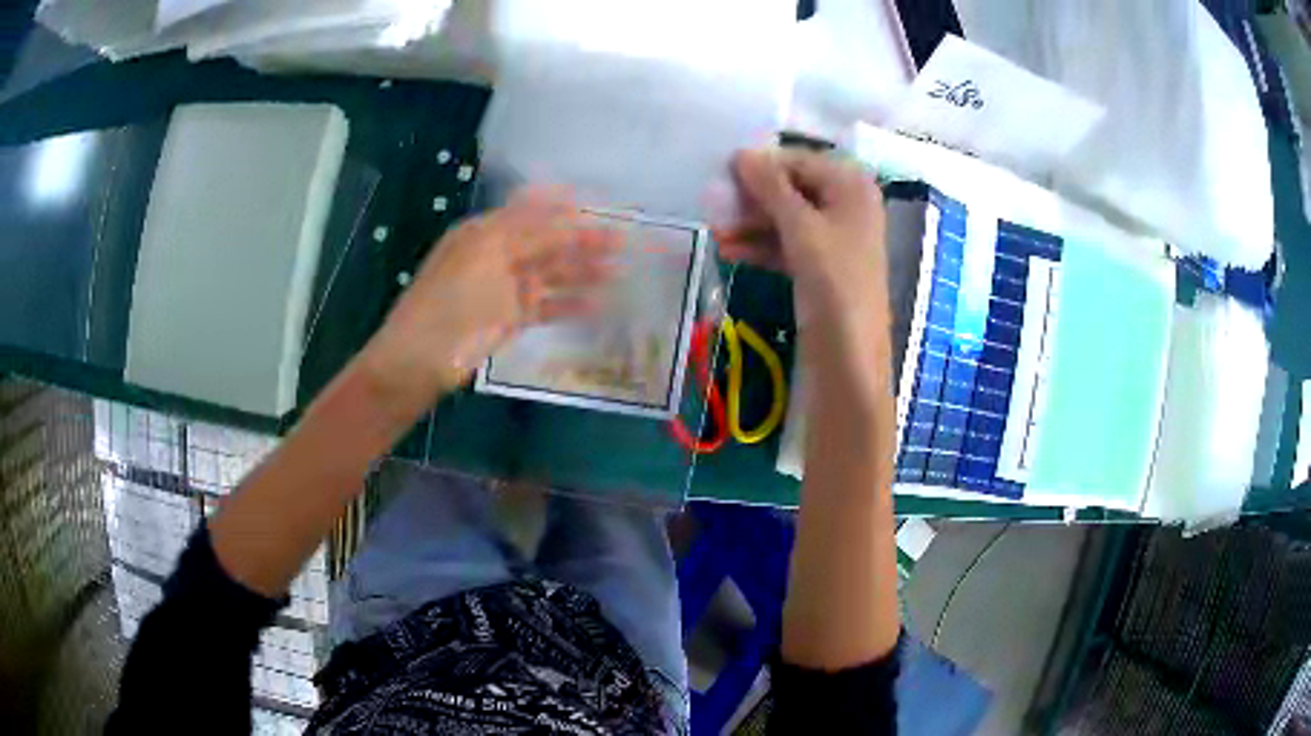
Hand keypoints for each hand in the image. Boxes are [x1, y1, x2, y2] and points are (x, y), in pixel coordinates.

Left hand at [357, 188, 619, 426]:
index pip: (532, 210)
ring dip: (584, 271)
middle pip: (547, 241)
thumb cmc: (449, 298)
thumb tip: (567, 209)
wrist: (420, 358)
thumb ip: (528, 232)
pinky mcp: (511, 318)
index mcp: (486, 231)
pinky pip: (548, 306)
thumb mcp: (486, 254)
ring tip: (621, 272)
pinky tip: (599, 305)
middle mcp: (498, 254)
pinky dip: (572, 305)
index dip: (565, 206)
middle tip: (623, 240)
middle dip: (584, 239)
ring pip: (552, 274)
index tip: (601, 204)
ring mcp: (505, 288)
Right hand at [715, 149, 890, 392]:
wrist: (850, 360)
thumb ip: (771, 188)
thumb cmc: (834, 284)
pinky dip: (762, 247)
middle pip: (793, 189)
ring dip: (752, 225)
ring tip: (715, 232)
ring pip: (788, 219)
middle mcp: (848, 207)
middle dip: (753, 199)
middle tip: (714, 206)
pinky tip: (729, 252)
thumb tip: (742, 153)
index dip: (761, 166)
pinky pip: (789, 246)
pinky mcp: (824, 268)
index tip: (721, 175)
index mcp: (853, 188)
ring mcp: (836, 239)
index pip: (799, 161)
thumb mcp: (802, 229)